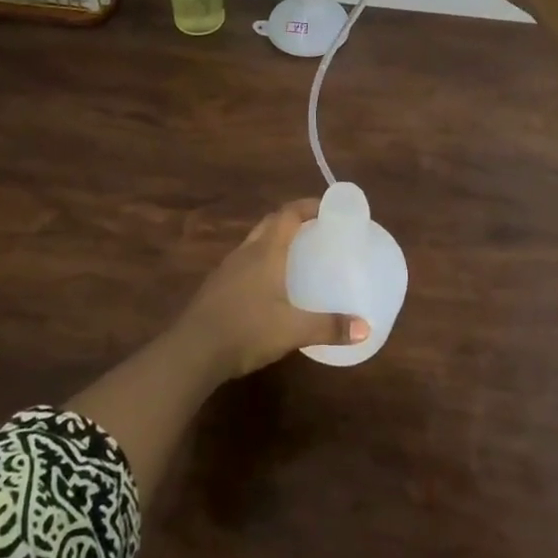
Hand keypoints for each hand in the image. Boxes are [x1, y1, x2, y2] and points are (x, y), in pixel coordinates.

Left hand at [175, 200, 368, 380]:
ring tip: (296, 254)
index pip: (288, 214)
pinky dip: (261, 261)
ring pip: (255, 242)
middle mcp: (246, 253)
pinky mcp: (216, 287)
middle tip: (316, 228)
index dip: (308, 206)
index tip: (328, 207)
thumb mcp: (293, 330)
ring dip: (275, 239)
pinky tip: (269, 284)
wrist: (192, 352)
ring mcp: (227, 269)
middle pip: (270, 223)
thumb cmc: (247, 330)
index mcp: (266, 252)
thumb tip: (366, 328)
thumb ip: (329, 327)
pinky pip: (244, 262)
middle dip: (292, 219)